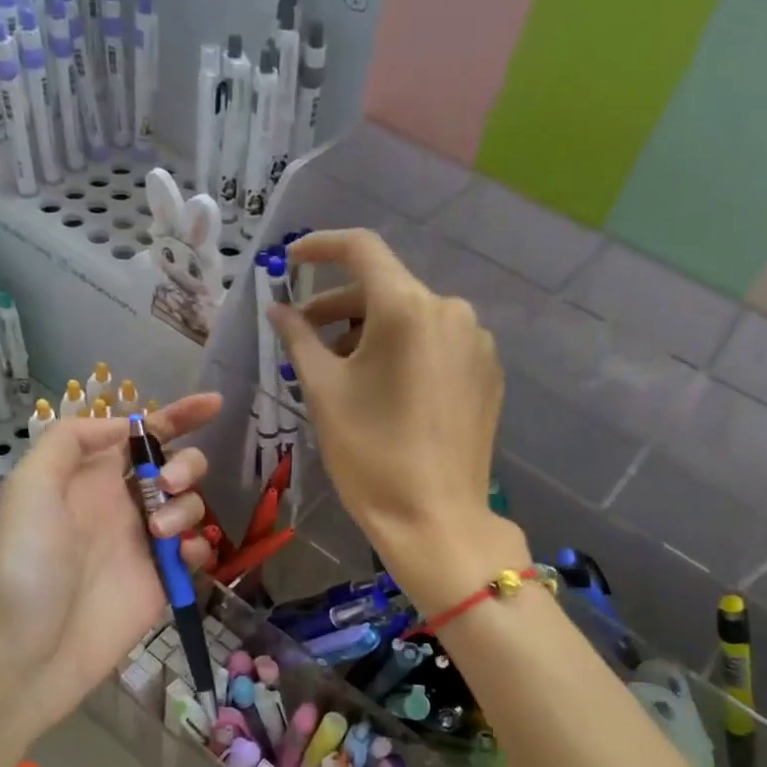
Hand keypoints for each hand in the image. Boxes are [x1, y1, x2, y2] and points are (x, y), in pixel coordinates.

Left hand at [0, 395, 219, 743]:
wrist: (28, 650)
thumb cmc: (25, 564)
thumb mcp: (29, 487)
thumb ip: (70, 441)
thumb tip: (122, 426)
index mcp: (90, 477)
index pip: (141, 435)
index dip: (178, 415)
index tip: (215, 405)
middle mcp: (123, 504)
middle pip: (177, 466)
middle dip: (185, 465)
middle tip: (168, 486)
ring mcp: (146, 543)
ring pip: (192, 505)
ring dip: (187, 507)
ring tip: (161, 532)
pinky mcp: (163, 579)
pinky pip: (198, 550)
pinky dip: (199, 545)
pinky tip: (183, 555)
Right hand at [269, 230, 526, 611]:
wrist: (435, 519)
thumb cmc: (370, 454)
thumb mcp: (324, 391)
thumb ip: (299, 338)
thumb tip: (278, 309)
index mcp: (408, 308)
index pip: (362, 250)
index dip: (321, 247)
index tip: (291, 260)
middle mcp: (451, 311)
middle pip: (387, 288)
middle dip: (340, 305)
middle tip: (304, 335)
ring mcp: (476, 343)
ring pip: (412, 318)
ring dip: (370, 331)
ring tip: (340, 368)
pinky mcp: (487, 373)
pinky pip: (437, 344)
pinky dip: (404, 351)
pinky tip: (384, 387)